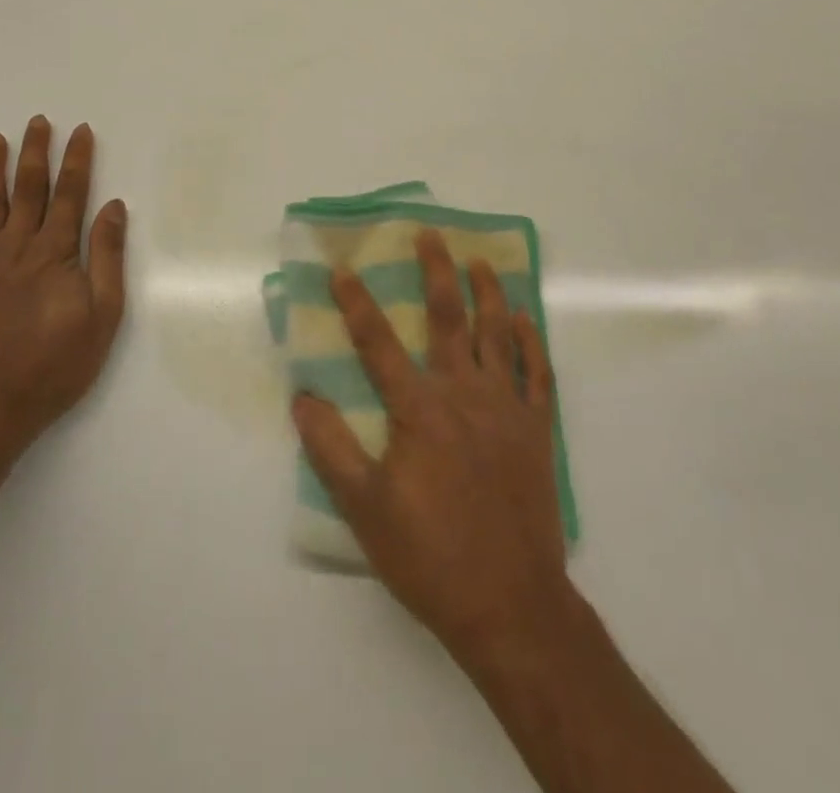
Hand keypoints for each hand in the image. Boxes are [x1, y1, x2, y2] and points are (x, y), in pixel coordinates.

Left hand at [0, 117, 126, 462]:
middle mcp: (14, 246)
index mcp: (53, 253)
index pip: (70, 194)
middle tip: (39, 121)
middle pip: (28, 188)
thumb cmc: (52, 368)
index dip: (77, 161)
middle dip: (36, 152)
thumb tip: (113, 207)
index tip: (81, 132)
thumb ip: (107, 258)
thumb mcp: (102, 317)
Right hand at [292, 230, 574, 665]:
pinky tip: (524, 319)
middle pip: (448, 318)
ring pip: (497, 334)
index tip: (342, 269)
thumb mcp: (364, 509)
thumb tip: (302, 396)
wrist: (509, 604)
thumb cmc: (429, 556)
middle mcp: (464, 394)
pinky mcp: (537, 430)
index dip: (357, 303)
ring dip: (488, 293)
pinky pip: (537, 373)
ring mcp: (506, 409)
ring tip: (481, 261)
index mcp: (419, 409)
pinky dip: (531, 342)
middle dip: (436, 272)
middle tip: (430, 235)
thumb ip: (330, 448)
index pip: (379, 343)